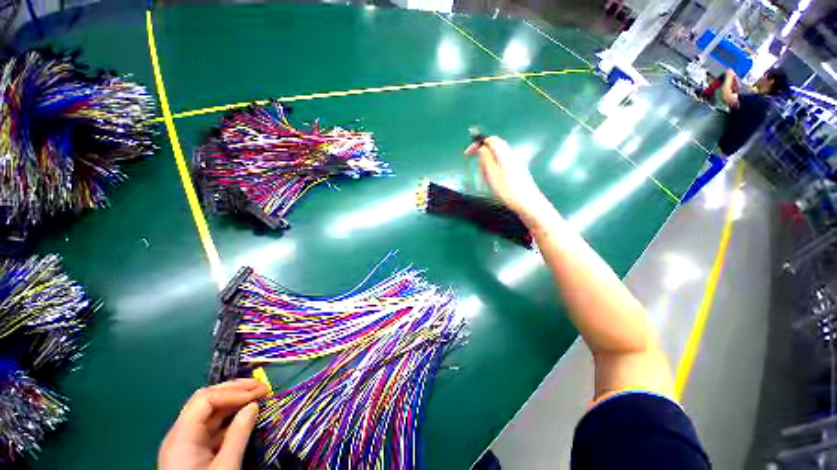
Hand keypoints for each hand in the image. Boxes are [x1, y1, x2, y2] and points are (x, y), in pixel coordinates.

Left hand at [159, 379, 270, 469]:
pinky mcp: (194, 451)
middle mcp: (181, 434)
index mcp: (181, 437)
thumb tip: (254, 405)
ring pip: (210, 412)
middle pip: (206, 400)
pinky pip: (213, 426)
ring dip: (235, 400)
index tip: (258, 393)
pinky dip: (231, 416)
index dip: (233, 392)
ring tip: (258, 395)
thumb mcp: (225, 468)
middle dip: (235, 390)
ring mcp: (186, 442)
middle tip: (261, 386)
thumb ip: (238, 435)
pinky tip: (246, 414)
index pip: (205, 400)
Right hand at [464, 136, 545, 215]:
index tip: (468, 153)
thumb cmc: (509, 192)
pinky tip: (494, 180)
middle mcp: (512, 156)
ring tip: (484, 175)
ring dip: (488, 160)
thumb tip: (482, 147)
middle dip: (483, 151)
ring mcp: (516, 163)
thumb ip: (487, 160)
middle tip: (475, 163)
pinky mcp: (518, 171)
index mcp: (505, 156)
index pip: (492, 140)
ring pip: (499, 155)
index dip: (478, 143)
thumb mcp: (493, 177)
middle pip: (496, 146)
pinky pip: (503, 162)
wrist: (529, 204)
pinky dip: (494, 166)